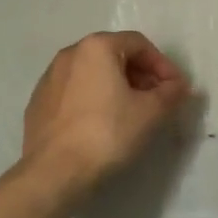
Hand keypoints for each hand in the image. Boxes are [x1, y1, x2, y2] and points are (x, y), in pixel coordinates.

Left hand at [22, 31, 188, 192]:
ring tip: (132, 113)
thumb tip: (179, 86)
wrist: (53, 173)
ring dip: (117, 87)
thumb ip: (171, 93)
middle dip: (141, 75)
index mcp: (96, 47)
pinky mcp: (38, 103)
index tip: (176, 89)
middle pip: (115, 55)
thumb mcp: (151, 112)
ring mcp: (49, 78)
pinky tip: (102, 125)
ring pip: (93, 74)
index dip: (163, 65)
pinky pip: (75, 92)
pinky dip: (94, 100)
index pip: (139, 44)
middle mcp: (69, 54)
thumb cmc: (107, 133)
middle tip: (157, 100)